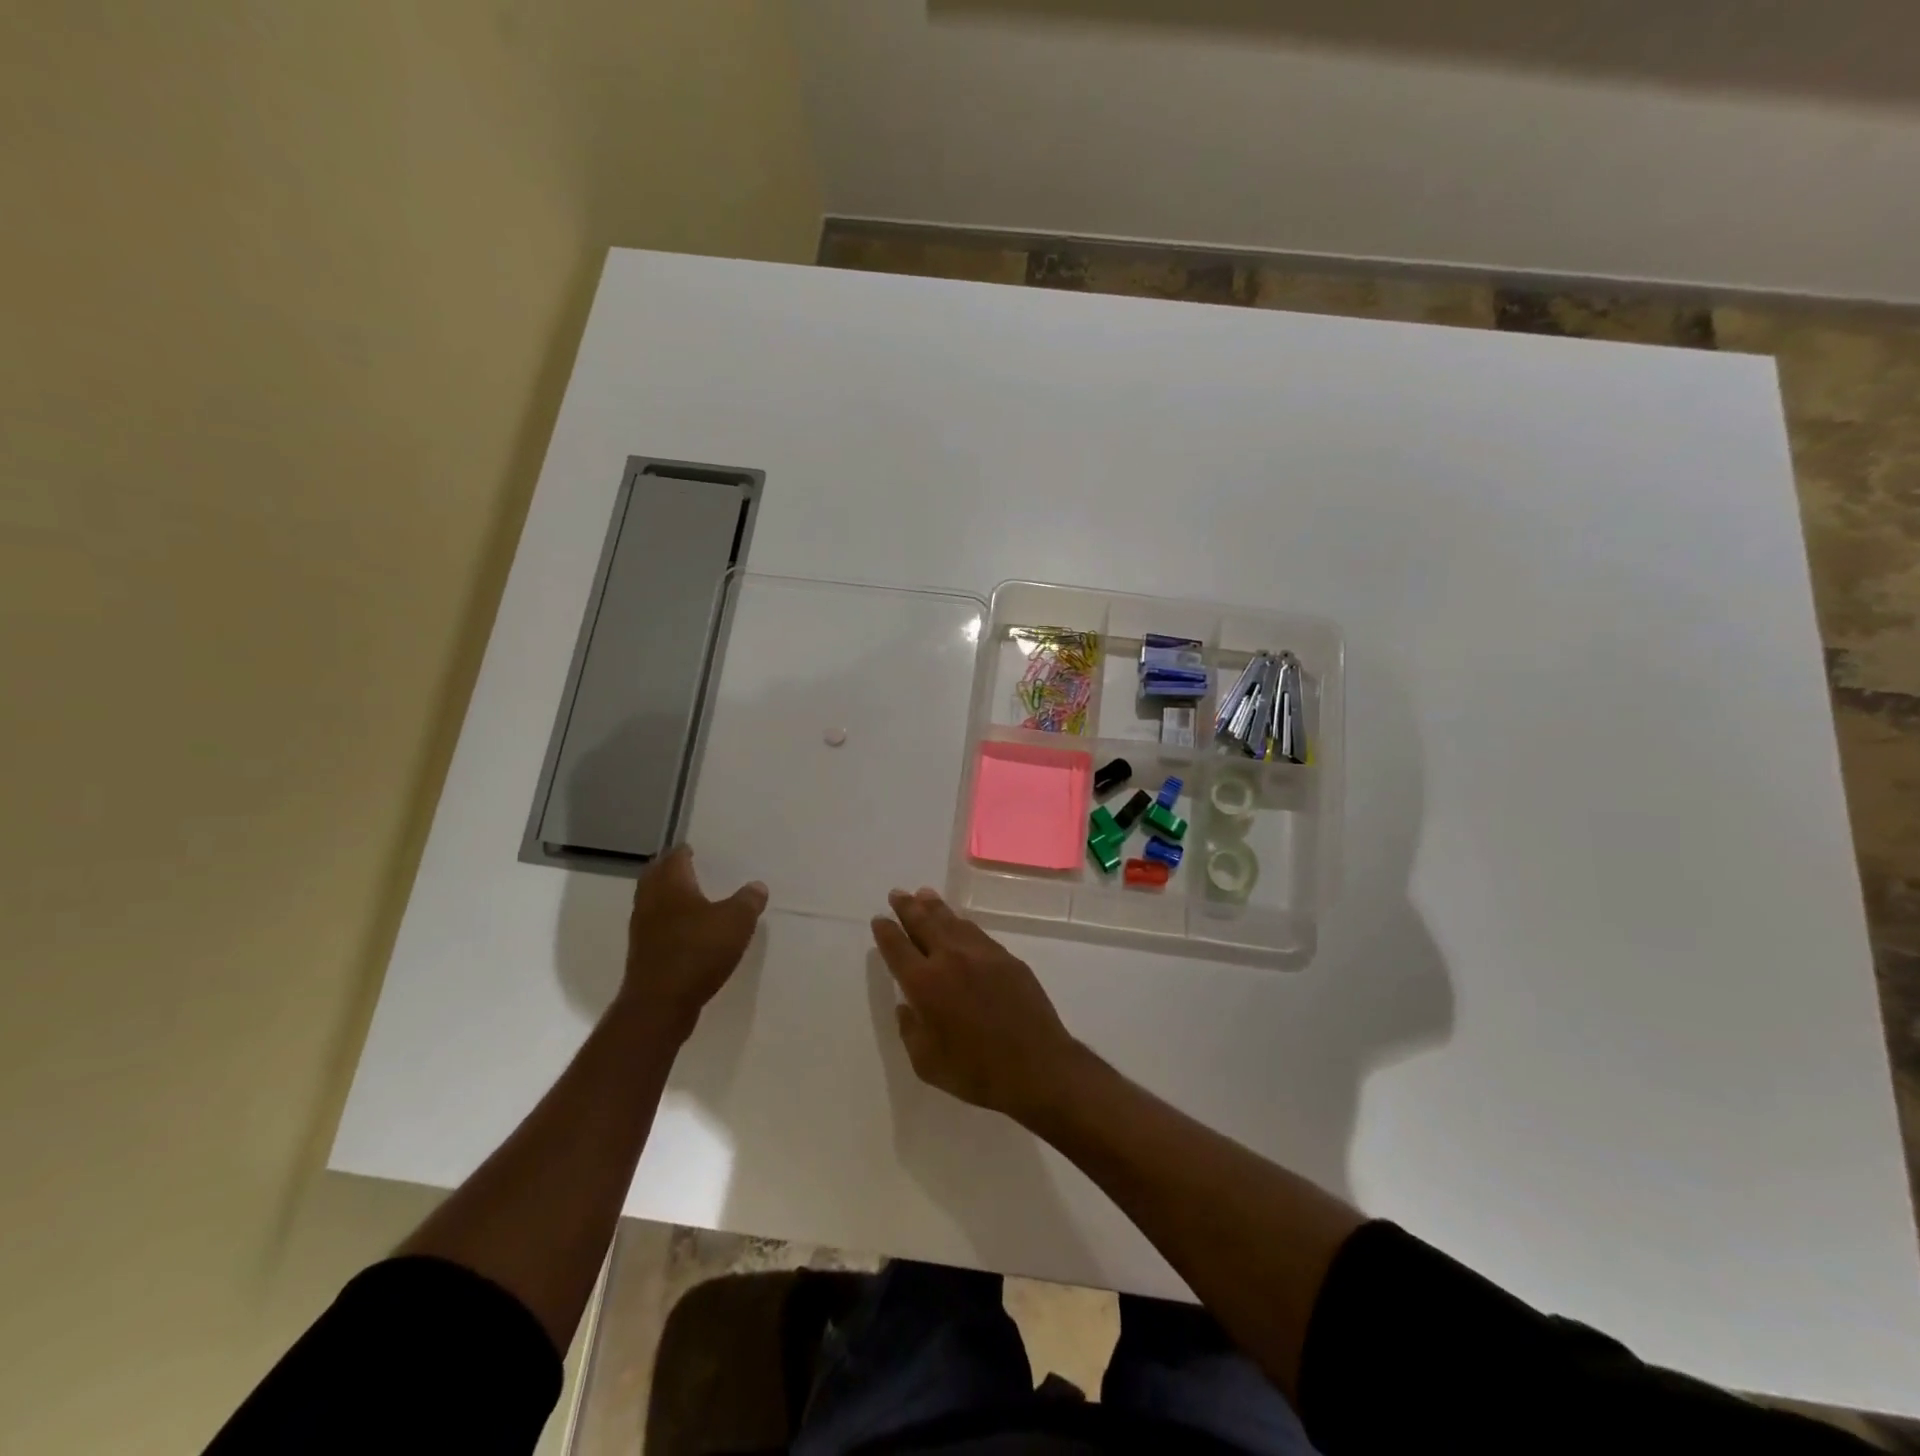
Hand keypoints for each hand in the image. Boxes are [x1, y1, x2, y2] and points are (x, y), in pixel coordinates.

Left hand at [623, 847, 766, 1038]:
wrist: (660, 1005)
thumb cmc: (698, 952)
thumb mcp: (736, 922)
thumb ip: (748, 901)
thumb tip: (756, 886)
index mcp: (671, 885)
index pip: (673, 858)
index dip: (684, 851)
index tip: (694, 849)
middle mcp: (651, 902)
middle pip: (655, 877)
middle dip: (669, 870)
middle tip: (688, 868)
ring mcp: (642, 930)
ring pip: (653, 902)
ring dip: (667, 896)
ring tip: (690, 898)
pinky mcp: (643, 955)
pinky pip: (656, 927)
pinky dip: (668, 921)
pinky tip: (687, 931)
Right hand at [871, 887, 1081, 1121]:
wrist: (1037, 1066)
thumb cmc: (976, 1072)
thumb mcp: (927, 1062)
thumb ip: (910, 1030)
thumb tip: (907, 1005)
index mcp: (925, 984)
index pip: (897, 947)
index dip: (886, 931)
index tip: (879, 919)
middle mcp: (951, 958)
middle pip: (923, 922)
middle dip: (907, 907)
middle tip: (897, 893)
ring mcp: (982, 954)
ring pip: (952, 921)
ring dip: (934, 907)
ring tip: (923, 895)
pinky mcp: (1006, 958)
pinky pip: (976, 933)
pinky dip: (961, 923)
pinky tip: (958, 922)